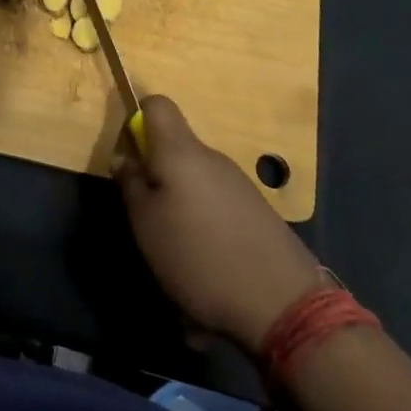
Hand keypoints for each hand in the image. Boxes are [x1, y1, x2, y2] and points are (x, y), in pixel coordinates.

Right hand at [115, 97, 325, 347]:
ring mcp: (239, 186)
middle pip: (175, 149)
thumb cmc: (198, 256)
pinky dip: (203, 228)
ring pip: (194, 182)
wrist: (283, 305)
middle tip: (144, 217)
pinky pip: (217, 207)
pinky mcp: (258, 213)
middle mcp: (213, 159)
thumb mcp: (146, 224)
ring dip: (179, 207)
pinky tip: (205, 269)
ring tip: (174, 255)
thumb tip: (126, 158)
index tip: (128, 155)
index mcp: (181, 152)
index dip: (137, 119)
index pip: (157, 105)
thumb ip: (131, 184)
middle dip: (155, 176)